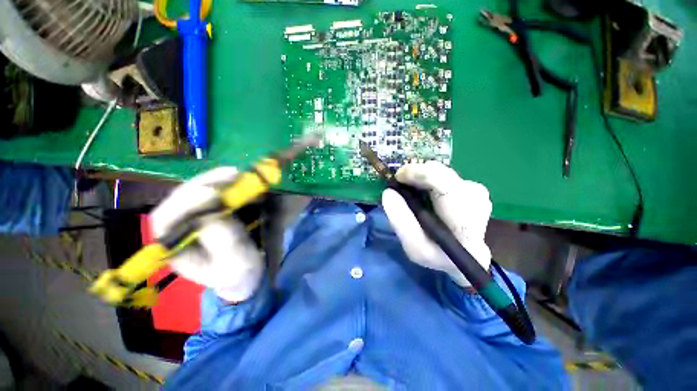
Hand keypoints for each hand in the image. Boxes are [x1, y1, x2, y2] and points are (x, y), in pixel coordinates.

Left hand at [150, 167, 263, 301]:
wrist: (246, 271)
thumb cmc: (238, 272)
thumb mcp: (235, 264)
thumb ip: (225, 244)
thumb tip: (215, 216)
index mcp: (174, 247)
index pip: (165, 220)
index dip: (185, 203)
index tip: (212, 193)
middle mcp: (177, 227)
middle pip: (180, 198)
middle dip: (204, 184)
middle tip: (231, 175)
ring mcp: (193, 215)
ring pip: (195, 190)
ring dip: (215, 179)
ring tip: (237, 173)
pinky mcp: (209, 209)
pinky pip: (212, 191)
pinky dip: (225, 183)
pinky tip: (238, 178)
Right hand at [382, 161, 491, 286]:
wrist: (464, 254)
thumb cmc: (438, 255)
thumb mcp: (414, 247)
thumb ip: (400, 221)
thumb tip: (388, 192)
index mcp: (465, 226)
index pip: (446, 187)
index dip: (420, 175)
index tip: (398, 177)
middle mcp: (477, 203)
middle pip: (443, 174)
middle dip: (417, 175)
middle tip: (399, 183)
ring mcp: (477, 192)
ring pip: (441, 173)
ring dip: (422, 179)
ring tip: (410, 192)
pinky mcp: (472, 187)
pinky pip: (444, 176)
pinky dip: (428, 181)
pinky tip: (424, 194)